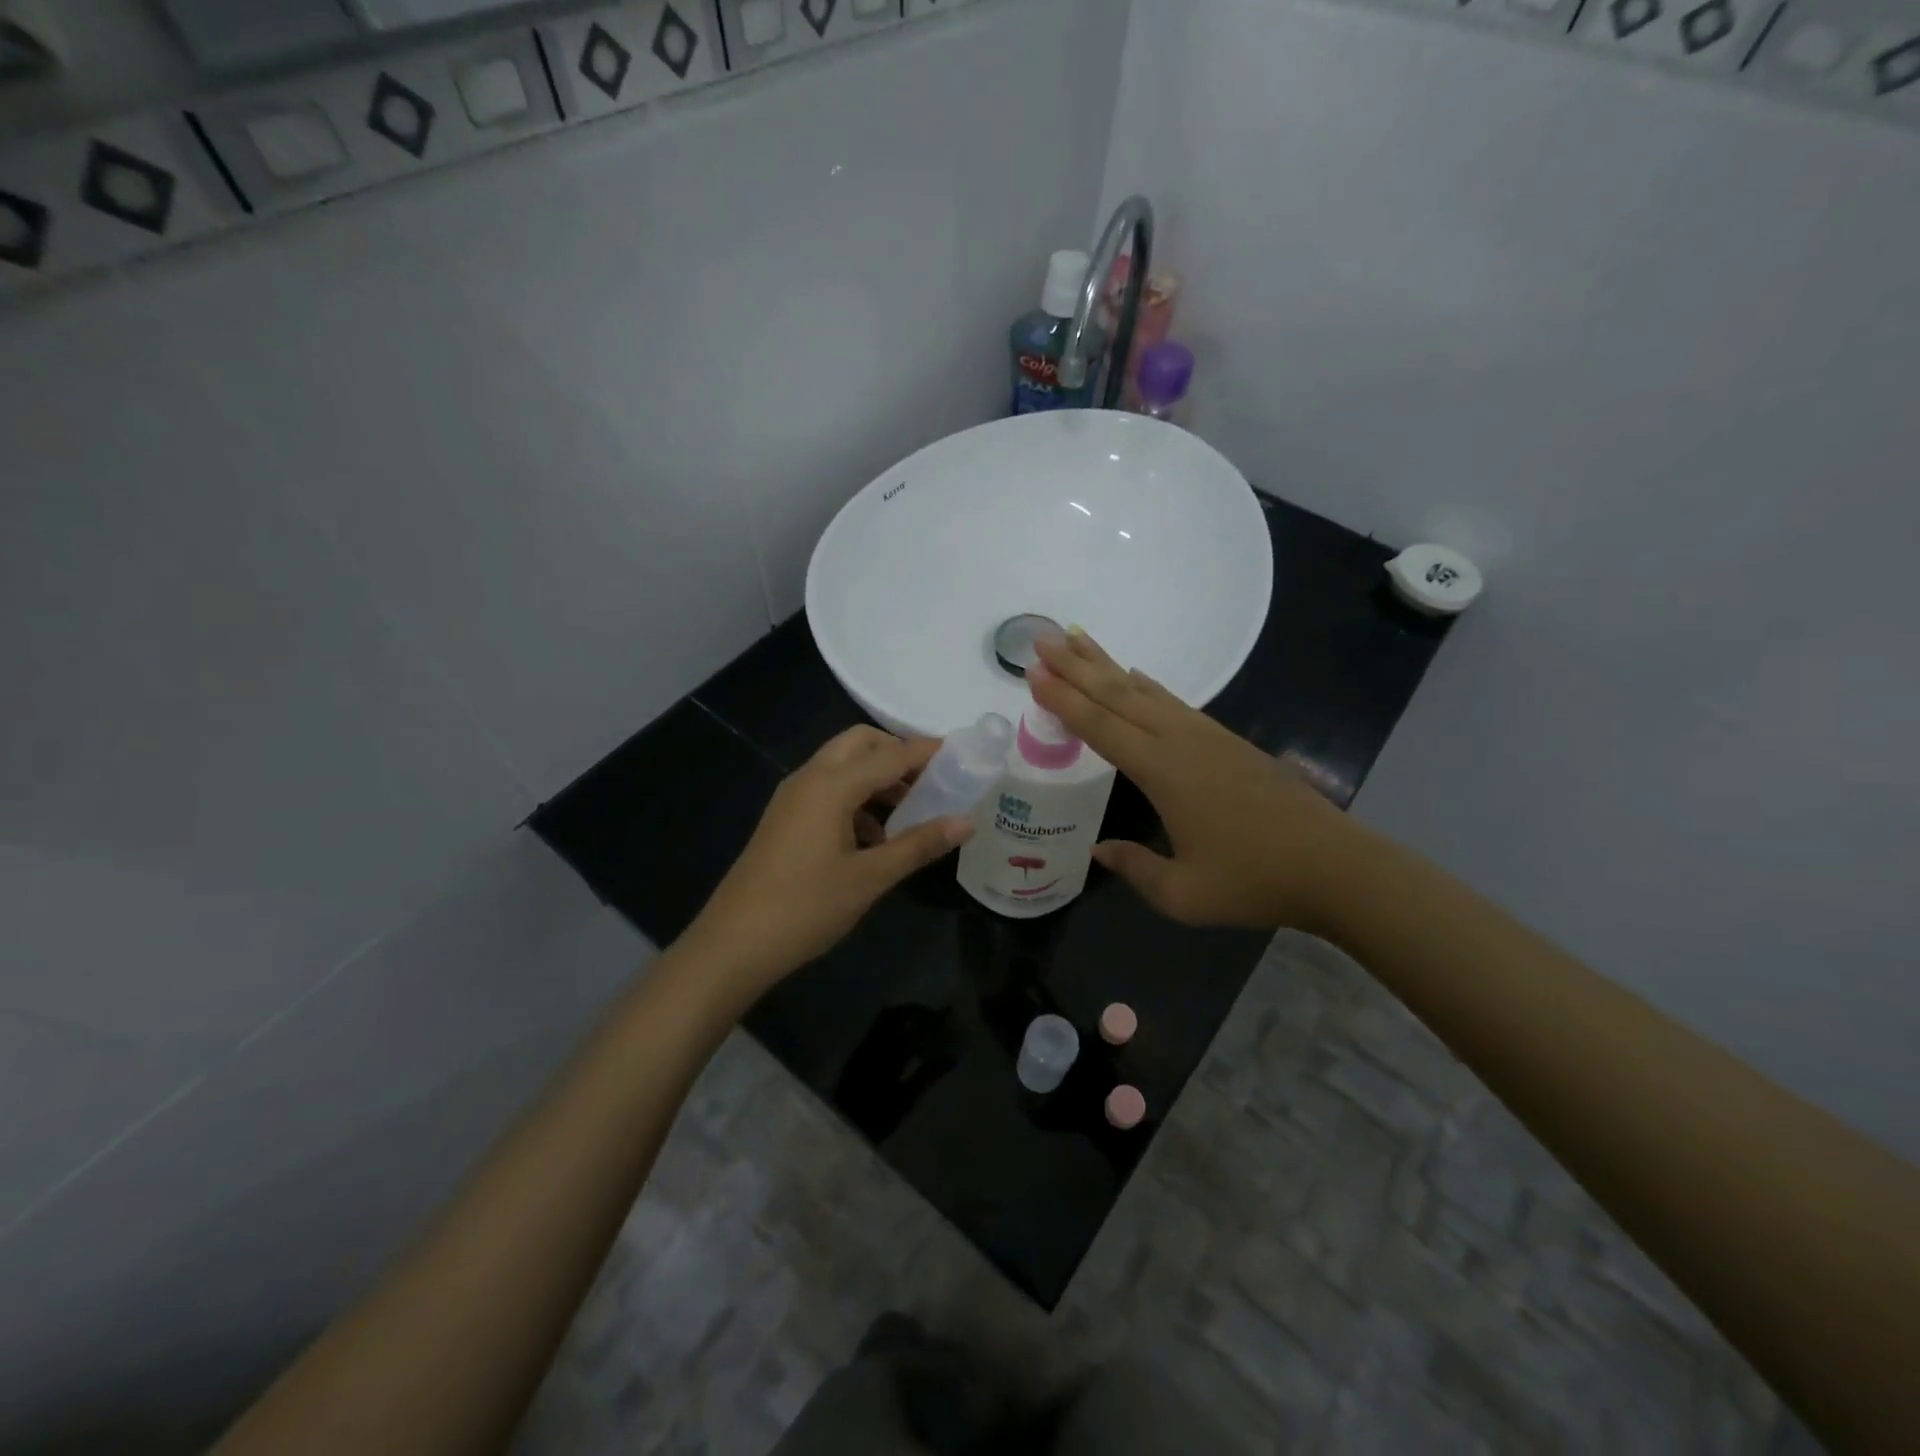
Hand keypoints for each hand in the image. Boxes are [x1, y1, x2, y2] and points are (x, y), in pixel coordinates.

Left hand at [681, 726, 973, 996]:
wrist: (733, 943)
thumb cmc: (806, 908)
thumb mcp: (870, 878)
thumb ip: (919, 844)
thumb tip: (966, 821)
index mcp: (831, 785)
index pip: (891, 754)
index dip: (928, 752)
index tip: (963, 755)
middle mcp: (810, 778)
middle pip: (860, 743)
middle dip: (897, 753)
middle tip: (932, 780)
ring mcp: (792, 797)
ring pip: (842, 765)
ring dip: (877, 777)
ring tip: (910, 813)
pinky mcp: (785, 817)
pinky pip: (827, 789)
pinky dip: (856, 797)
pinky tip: (874, 838)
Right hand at [1029, 630, 1360, 930]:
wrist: (1334, 865)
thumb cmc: (1254, 881)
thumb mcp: (1184, 894)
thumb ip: (1135, 868)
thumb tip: (1099, 849)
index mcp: (1163, 772)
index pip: (1101, 727)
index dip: (1064, 699)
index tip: (1033, 672)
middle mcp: (1181, 741)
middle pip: (1118, 694)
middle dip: (1077, 665)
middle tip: (1042, 638)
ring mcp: (1207, 735)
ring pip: (1145, 690)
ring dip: (1107, 665)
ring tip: (1078, 639)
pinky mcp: (1226, 740)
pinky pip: (1172, 701)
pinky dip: (1145, 684)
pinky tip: (1135, 676)